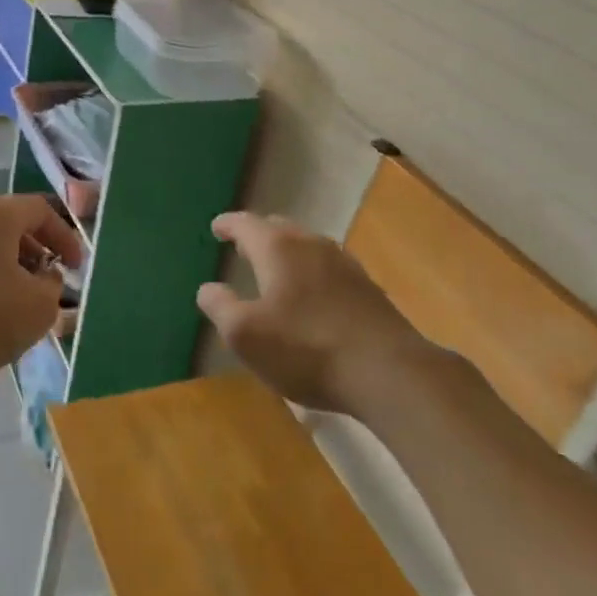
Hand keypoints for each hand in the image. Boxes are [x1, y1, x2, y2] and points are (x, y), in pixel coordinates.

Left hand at [0, 195, 81, 390]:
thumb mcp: (37, 308)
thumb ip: (53, 287)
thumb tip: (45, 278)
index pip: (41, 210)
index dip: (66, 237)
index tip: (76, 269)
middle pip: (13, 226)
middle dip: (39, 255)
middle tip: (51, 286)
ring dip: (13, 270)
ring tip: (23, 305)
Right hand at [199, 212, 430, 412]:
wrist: (388, 372)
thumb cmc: (306, 349)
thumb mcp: (245, 335)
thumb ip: (220, 307)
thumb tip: (208, 289)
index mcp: (277, 248)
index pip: (245, 224)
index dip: (228, 224)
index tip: (216, 227)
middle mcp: (310, 244)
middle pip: (278, 228)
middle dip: (258, 235)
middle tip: (243, 247)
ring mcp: (344, 264)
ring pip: (306, 246)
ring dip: (287, 252)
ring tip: (276, 269)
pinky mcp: (367, 288)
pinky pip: (328, 268)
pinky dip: (311, 272)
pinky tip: (312, 295)